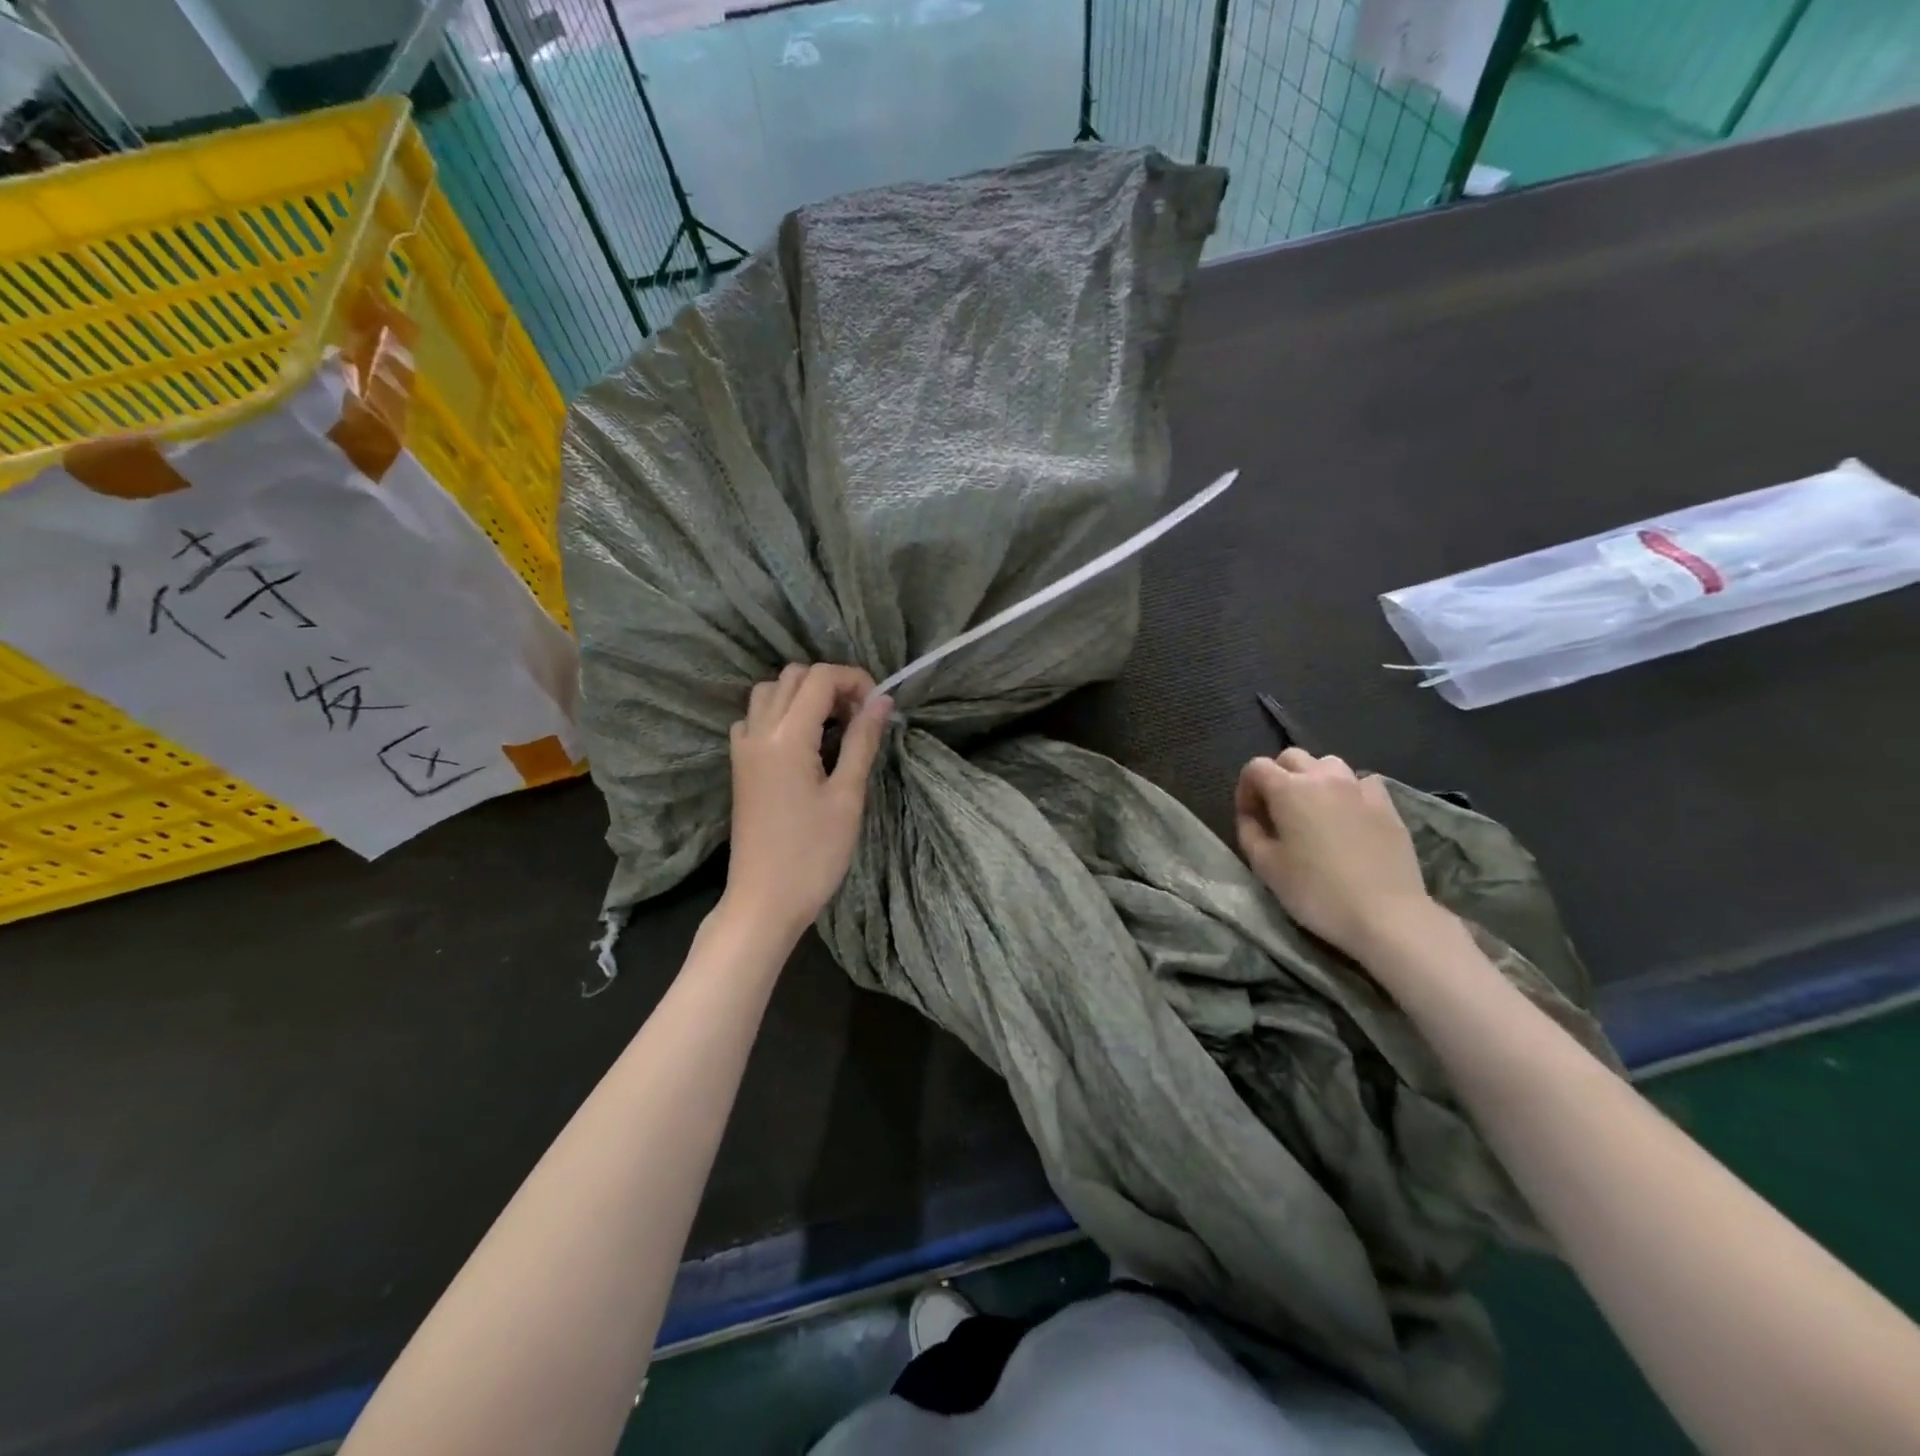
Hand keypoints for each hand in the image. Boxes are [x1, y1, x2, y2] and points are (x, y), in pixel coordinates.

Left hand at [722, 664, 891, 940]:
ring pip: (770, 692)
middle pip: (793, 676)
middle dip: (830, 684)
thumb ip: (862, 741)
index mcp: (787, 737)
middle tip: (859, 716)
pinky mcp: (740, 765)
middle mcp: (759, 732)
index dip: (855, 680)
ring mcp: (743, 748)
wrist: (764, 900)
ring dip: (803, 695)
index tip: (879, 707)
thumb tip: (882, 700)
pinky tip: (803, 743)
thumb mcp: (847, 797)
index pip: (820, 678)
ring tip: (833, 726)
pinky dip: (780, 714)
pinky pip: (755, 718)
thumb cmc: (813, 854)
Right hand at [1234, 748, 1433, 960]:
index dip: (1246, 789)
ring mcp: (1359, 788)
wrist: (1386, 914)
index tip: (1250, 817)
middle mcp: (1323, 778)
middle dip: (1277, 776)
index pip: (1256, 767)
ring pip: (1328, 764)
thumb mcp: (1265, 866)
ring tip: (1313, 809)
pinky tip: (1349, 815)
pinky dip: (1348, 791)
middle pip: (1291, 757)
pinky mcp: (1387, 805)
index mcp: (1288, 789)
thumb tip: (1251, 815)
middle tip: (1277, 811)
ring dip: (1313, 778)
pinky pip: (1362, 782)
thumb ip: (1249, 831)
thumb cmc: (1316, 891)